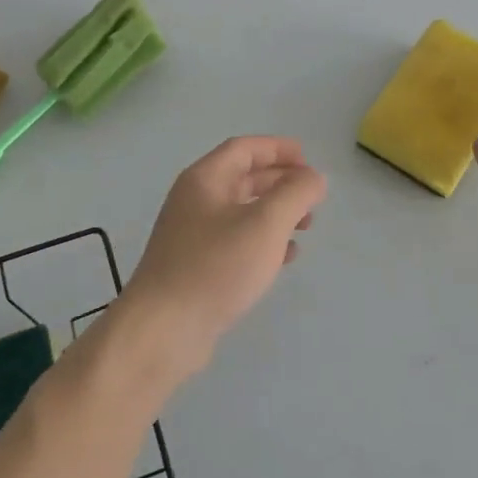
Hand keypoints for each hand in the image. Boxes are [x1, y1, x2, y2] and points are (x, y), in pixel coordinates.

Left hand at [117, 137, 326, 383]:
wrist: (164, 329)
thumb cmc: (216, 266)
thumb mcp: (265, 224)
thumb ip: (295, 194)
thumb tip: (313, 178)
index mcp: (205, 180)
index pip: (244, 149)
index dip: (278, 149)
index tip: (309, 160)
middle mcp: (194, 201)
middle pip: (243, 178)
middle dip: (280, 182)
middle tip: (313, 196)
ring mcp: (192, 235)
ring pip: (241, 211)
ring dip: (275, 213)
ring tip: (306, 226)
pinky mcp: (195, 266)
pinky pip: (235, 241)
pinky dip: (263, 241)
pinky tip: (284, 258)